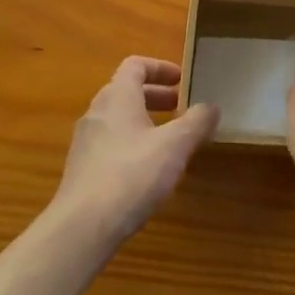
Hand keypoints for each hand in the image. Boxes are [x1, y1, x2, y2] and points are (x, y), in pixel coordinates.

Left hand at [51, 58, 217, 247]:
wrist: (82, 228)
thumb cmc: (132, 174)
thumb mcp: (175, 145)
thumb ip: (197, 122)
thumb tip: (212, 106)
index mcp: (118, 97)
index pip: (135, 65)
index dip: (160, 68)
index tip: (182, 80)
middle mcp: (97, 112)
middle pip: (126, 91)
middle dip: (156, 96)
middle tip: (181, 107)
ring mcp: (85, 142)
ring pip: (118, 119)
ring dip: (144, 121)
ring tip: (169, 139)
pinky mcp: (82, 170)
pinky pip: (110, 143)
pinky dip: (131, 143)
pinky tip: (148, 169)